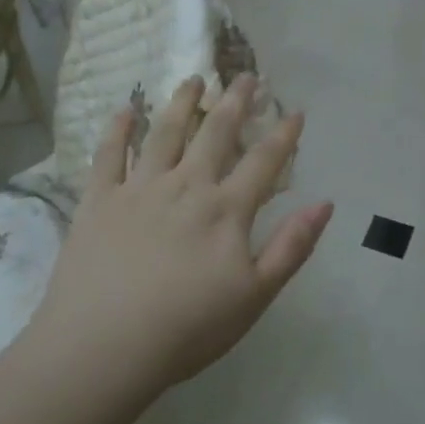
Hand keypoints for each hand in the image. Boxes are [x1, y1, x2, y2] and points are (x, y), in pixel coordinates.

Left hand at [27, 74, 333, 399]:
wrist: (103, 347)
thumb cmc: (187, 329)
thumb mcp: (255, 296)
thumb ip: (291, 247)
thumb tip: (325, 203)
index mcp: (226, 209)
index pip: (263, 161)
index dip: (283, 134)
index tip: (295, 110)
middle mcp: (186, 185)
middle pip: (215, 133)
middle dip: (235, 101)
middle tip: (245, 75)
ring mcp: (139, 188)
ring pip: (165, 132)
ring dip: (182, 102)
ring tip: (194, 78)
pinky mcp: (99, 200)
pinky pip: (109, 155)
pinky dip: (118, 129)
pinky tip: (126, 108)